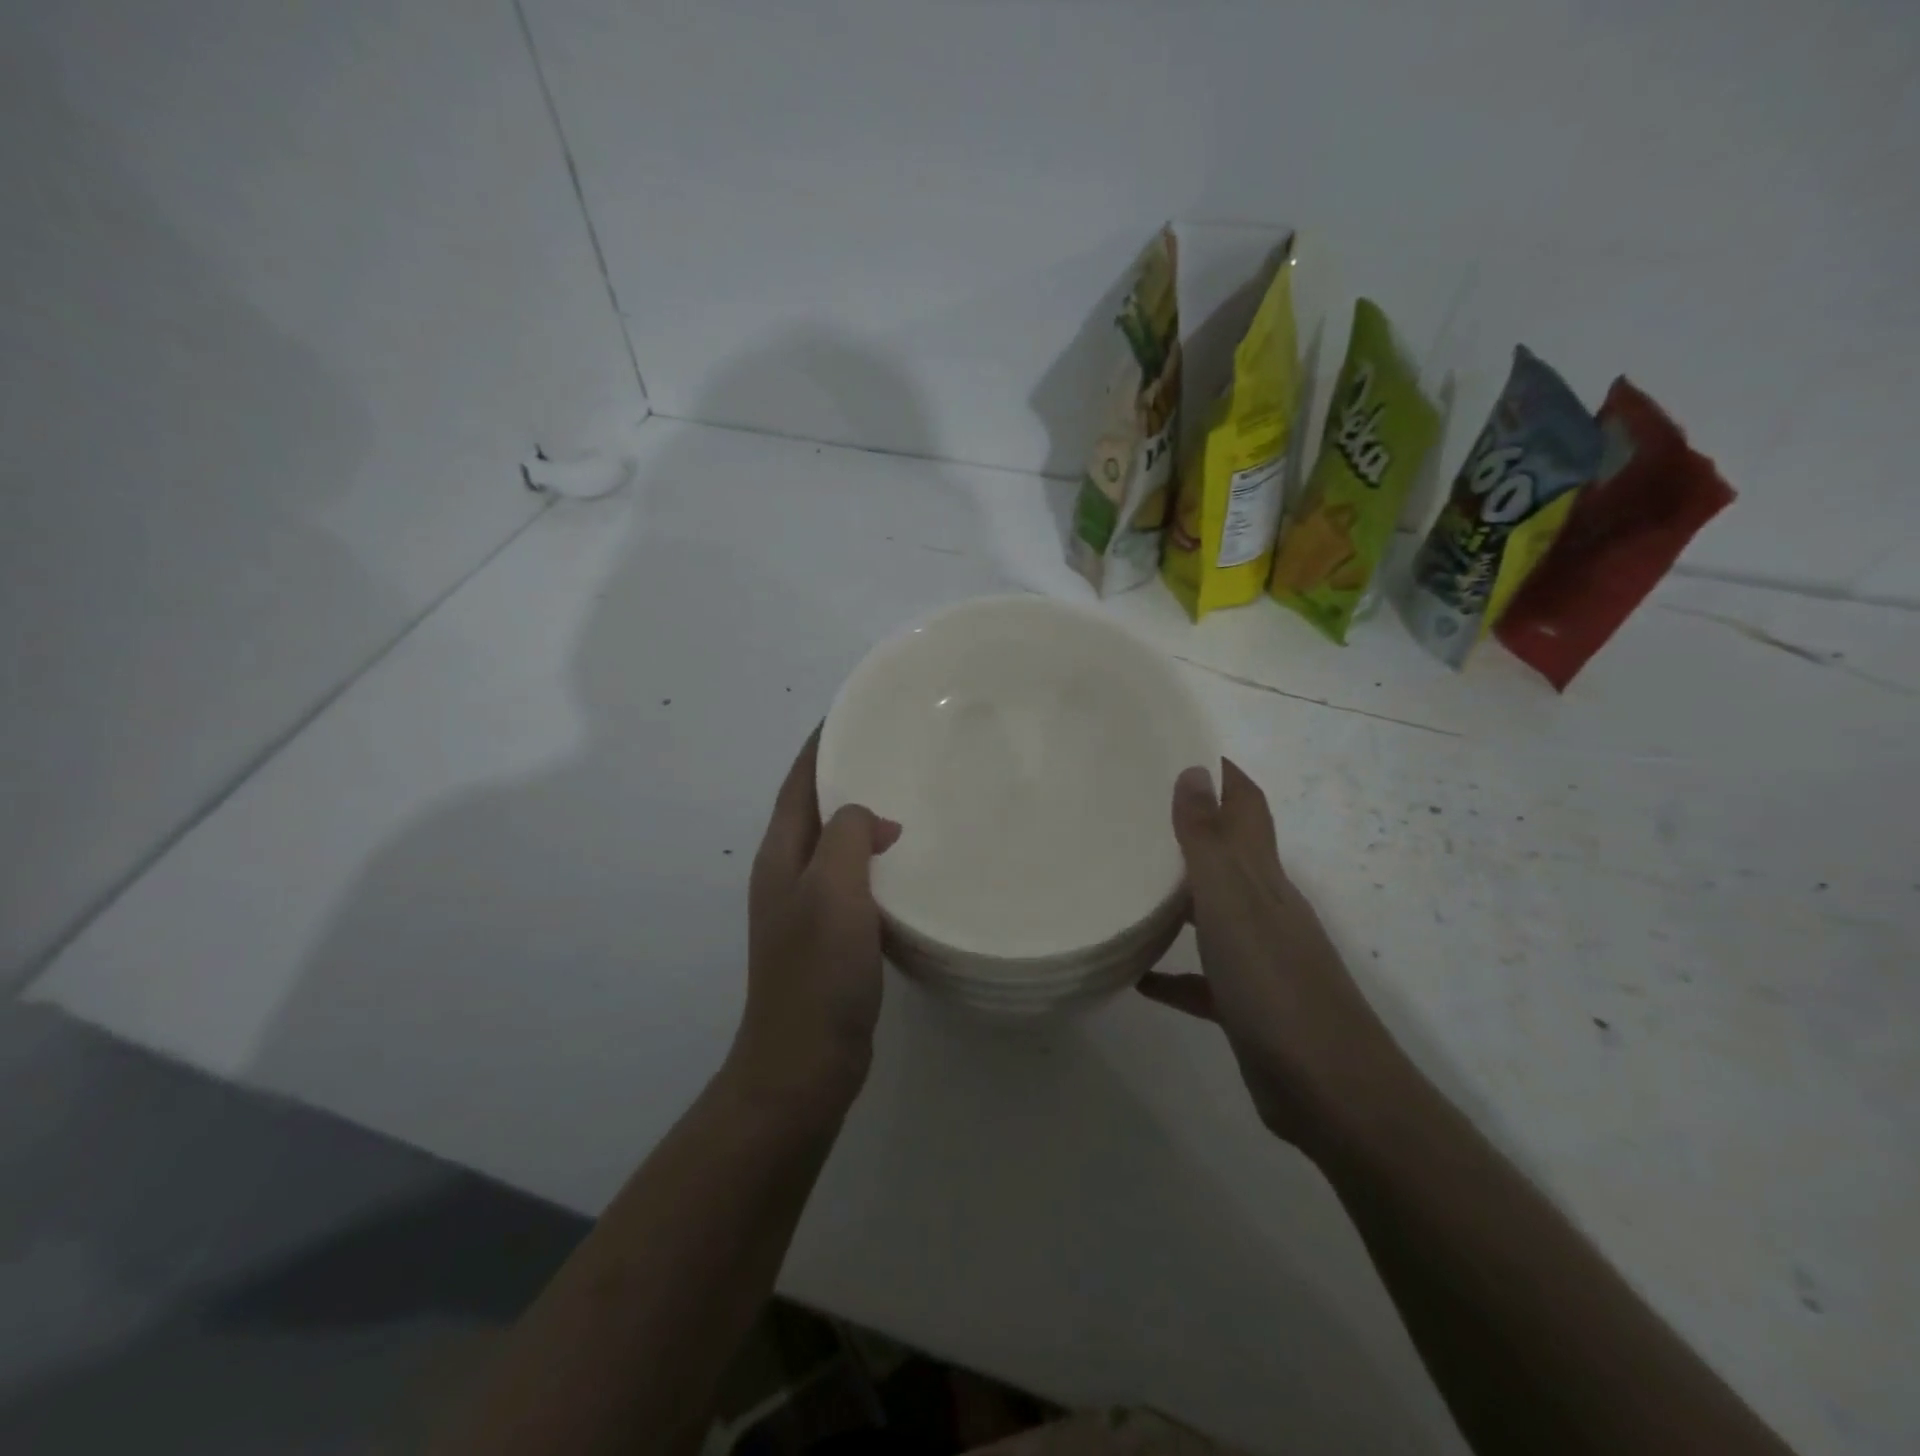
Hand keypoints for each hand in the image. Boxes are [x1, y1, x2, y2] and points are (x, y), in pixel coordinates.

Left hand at [730, 729, 900, 1110]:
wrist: (805, 1064)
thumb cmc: (816, 973)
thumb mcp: (833, 891)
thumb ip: (849, 837)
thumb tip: (875, 821)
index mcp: (781, 855)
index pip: (801, 781)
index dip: (822, 743)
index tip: (857, 711)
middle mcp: (789, 874)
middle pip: (817, 808)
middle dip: (849, 774)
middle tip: (899, 750)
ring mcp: (809, 908)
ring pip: (839, 845)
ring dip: (866, 818)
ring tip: (913, 795)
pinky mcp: (833, 937)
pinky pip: (856, 880)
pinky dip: (879, 860)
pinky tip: (912, 863)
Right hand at [1139, 761, 1401, 1153]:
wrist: (1331, 1091)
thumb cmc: (1274, 985)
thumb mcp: (1232, 904)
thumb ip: (1208, 840)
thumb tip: (1194, 771)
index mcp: (1263, 879)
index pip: (1248, 808)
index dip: (1225, 776)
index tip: (1187, 746)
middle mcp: (1265, 910)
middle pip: (1229, 856)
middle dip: (1193, 829)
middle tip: (1137, 811)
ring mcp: (1259, 959)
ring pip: (1213, 914)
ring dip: (1178, 898)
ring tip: (1128, 883)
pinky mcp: (1246, 1005)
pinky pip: (1202, 978)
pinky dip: (1174, 972)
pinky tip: (1139, 978)